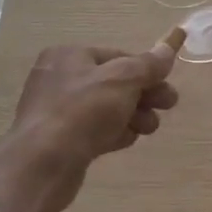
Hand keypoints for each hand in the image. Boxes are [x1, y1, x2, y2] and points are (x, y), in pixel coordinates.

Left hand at [4, 30, 184, 211]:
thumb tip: (168, 45)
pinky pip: (95, 130)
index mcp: (69, 56)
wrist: (42, 165)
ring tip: (149, 128)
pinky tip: (127, 140)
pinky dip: (114, 132)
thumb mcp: (123, 80)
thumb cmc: (83, 112)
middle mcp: (60, 78)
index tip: (167, 84)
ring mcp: (58, 111)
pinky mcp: (61, 140)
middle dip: (144, 94)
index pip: (118, 56)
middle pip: (114, 82)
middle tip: (168, 105)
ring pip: (107, 108)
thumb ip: (149, 64)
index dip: (146, 69)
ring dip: (133, 115)